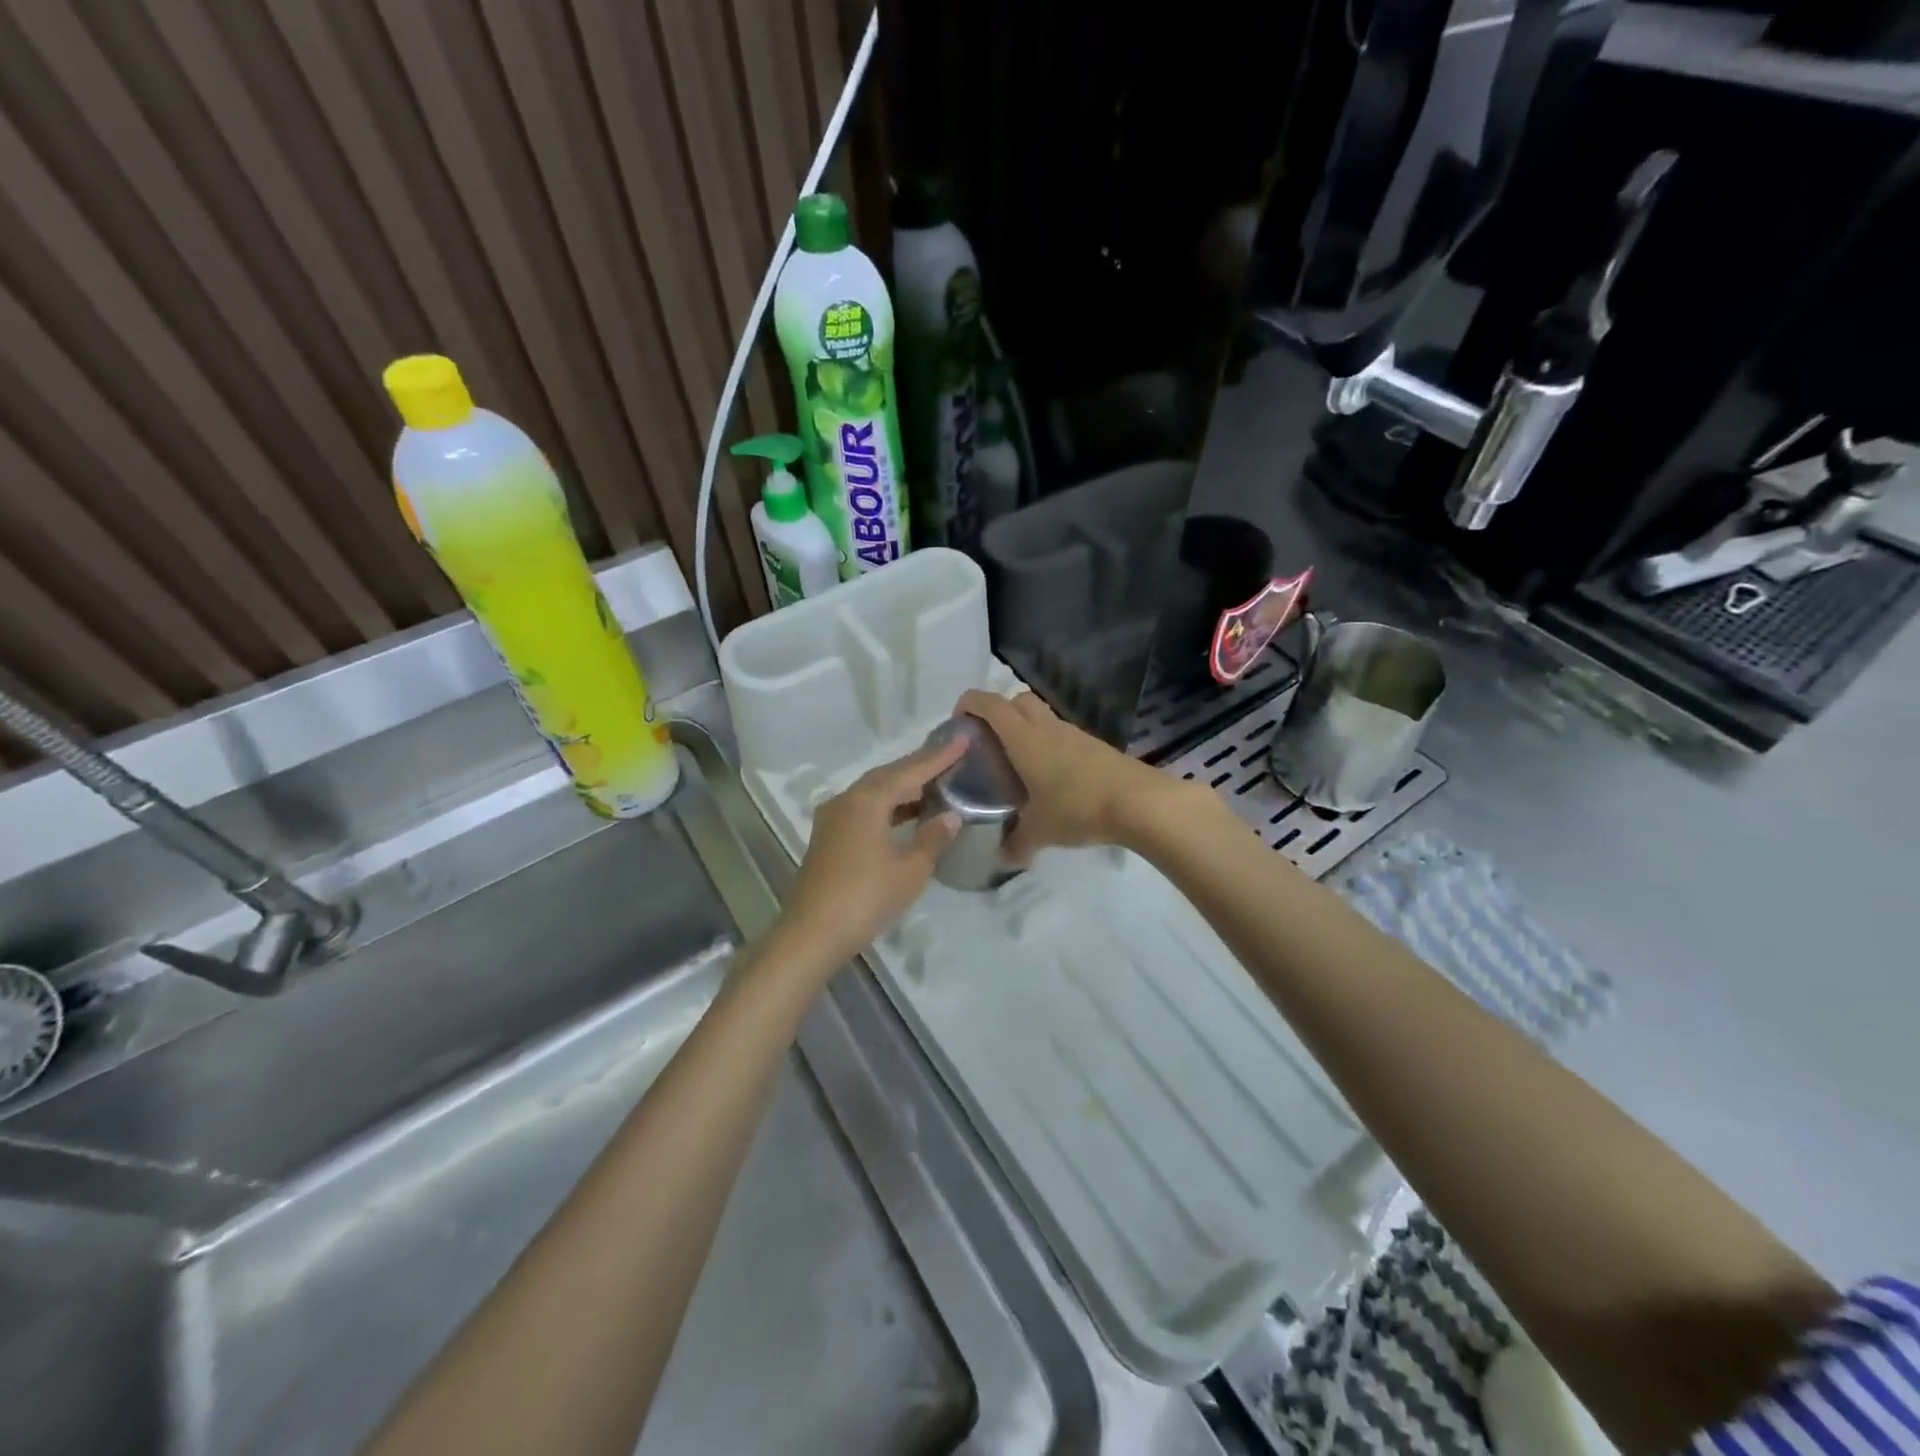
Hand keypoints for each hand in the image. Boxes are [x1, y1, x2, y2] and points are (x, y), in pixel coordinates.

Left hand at [777, 736, 965, 971]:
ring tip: (934, 786)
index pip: (910, 770)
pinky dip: (888, 807)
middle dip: (919, 768)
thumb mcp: (910, 870)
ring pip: (874, 793)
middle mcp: (847, 800)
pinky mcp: (828, 838)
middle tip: (950, 759)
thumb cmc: (866, 898)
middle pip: (888, 776)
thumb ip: (932, 838)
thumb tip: (949, 816)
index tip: (963, 739)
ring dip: (903, 788)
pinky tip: (906, 817)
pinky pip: (864, 810)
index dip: (939, 756)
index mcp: (868, 800)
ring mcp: (833, 819)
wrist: (812, 933)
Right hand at [956, 689, 1196, 860]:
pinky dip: (1049, 745)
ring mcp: (1074, 734)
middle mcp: (1046, 727)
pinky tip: (1050, 777)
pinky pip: (1062, 735)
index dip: (969, 704)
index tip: (958, 722)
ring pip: (1042, 716)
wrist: (1139, 802)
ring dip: (1026, 729)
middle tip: (988, 742)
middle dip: (998, 712)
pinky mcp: (1094, 746)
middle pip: (1016, 700)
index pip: (988, 704)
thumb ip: (1016, 843)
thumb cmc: (1078, 807)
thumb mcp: (1040, 831)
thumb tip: (1003, 857)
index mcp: (1024, 738)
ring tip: (1017, 763)